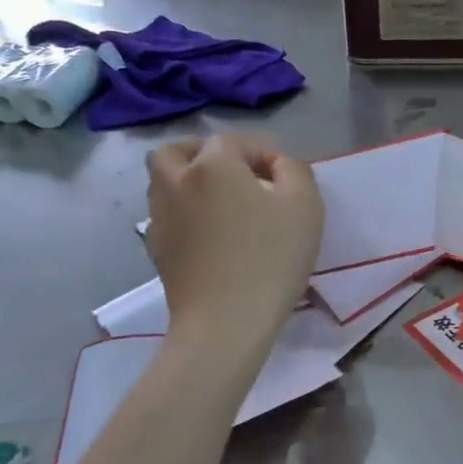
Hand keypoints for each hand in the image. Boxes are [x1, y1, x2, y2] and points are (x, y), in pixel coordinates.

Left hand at [147, 134, 323, 347]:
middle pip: (176, 151)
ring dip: (187, 183)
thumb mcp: (305, 206)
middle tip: (234, 177)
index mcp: (212, 166)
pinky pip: (164, 217)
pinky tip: (207, 235)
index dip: (261, 154)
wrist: (226, 321)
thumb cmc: (271, 258)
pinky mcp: (156, 250)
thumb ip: (295, 171)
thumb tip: (277, 166)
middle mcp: (176, 183)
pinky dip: (182, 215)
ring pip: (162, 183)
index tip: (284, 181)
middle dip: (202, 156)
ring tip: (221, 206)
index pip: (233, 142)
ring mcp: (160, 218)